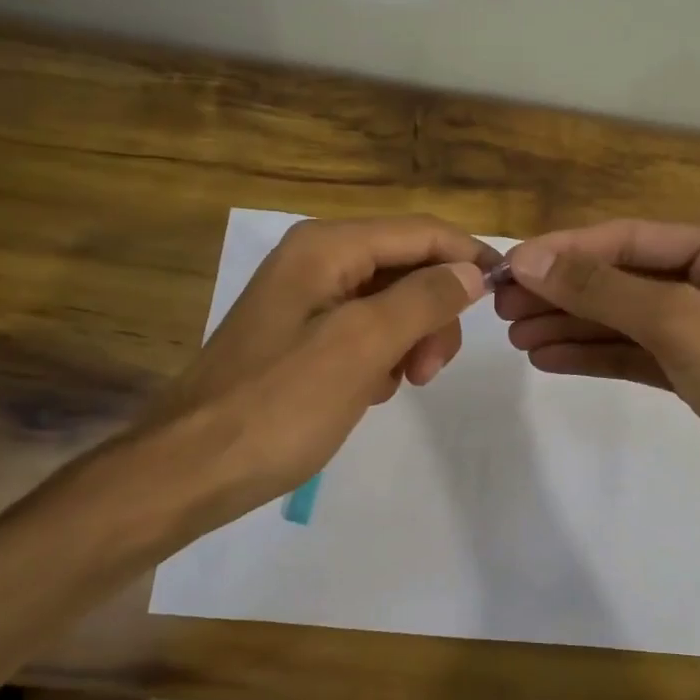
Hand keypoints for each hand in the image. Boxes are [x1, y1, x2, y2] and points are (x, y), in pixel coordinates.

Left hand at [146, 215, 496, 523]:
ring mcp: (306, 299)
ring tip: (399, 385)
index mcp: (326, 247)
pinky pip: (364, 331)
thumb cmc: (279, 405)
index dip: (468, 257)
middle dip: (433, 312)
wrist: (192, 468)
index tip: (507, 295)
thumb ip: (422, 301)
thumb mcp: (360, 347)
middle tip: (430, 370)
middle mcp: (315, 259)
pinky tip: (369, 391)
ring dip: (409, 339)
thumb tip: (470, 272)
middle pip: (407, 265)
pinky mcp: (301, 337)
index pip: (421, 232)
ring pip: (390, 302)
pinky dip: (380, 357)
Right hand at [497, 220, 699, 539]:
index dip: (567, 251)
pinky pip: (636, 356)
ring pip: (626, 320)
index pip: (631, 238)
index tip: (511, 267)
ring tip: (516, 336)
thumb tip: (529, 260)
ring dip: (572, 326)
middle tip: (504, 307)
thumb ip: (603, 289)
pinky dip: (594, 356)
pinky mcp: (699, 377)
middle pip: (625, 278)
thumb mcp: (682, 321)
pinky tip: (548, 359)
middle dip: (565, 291)